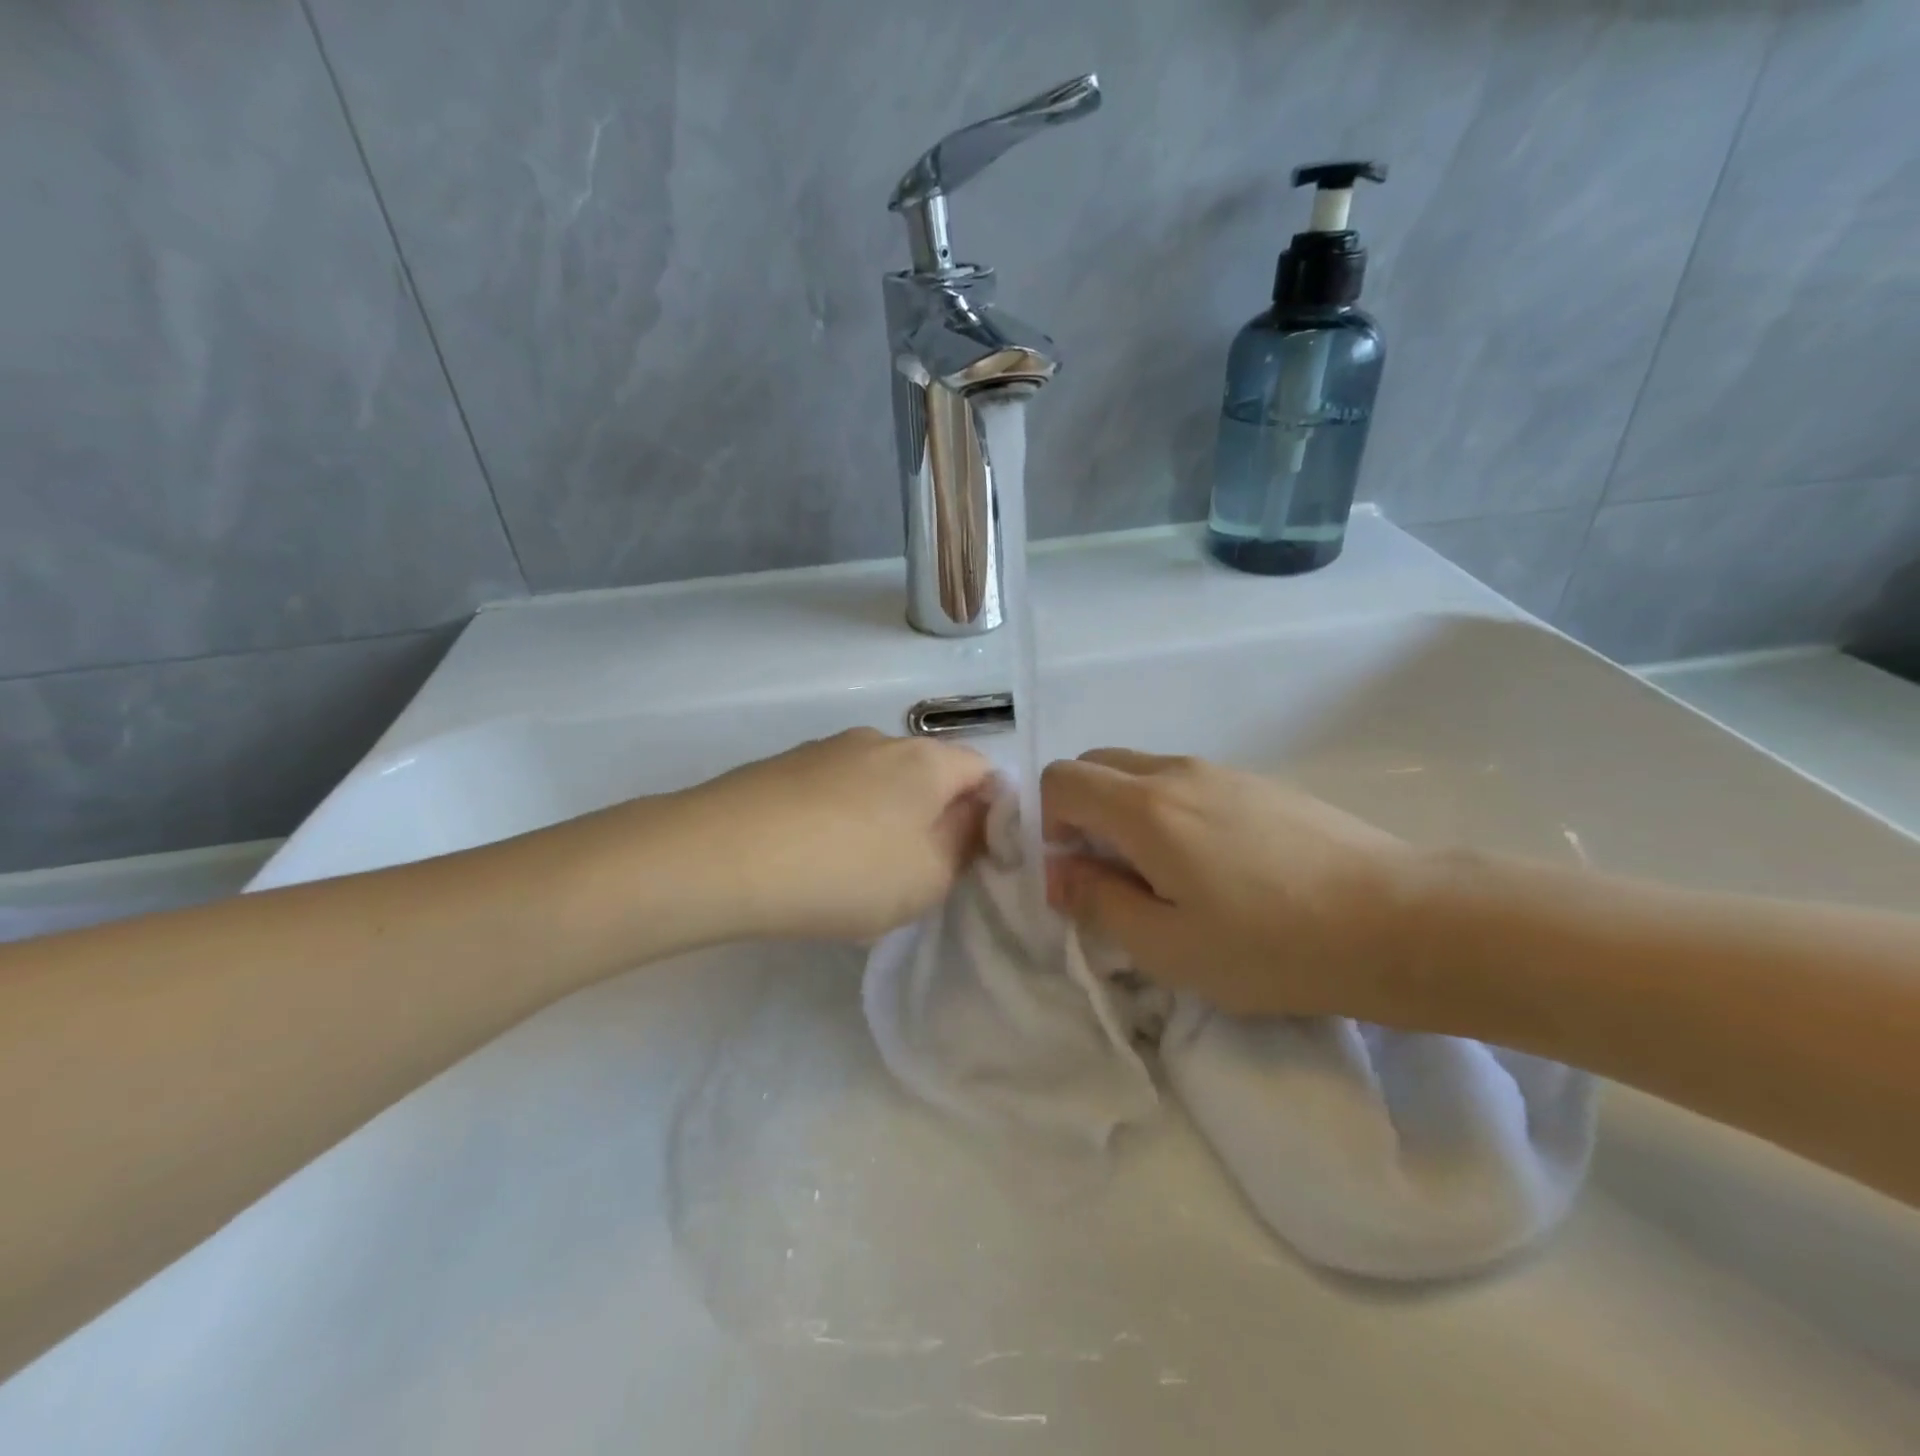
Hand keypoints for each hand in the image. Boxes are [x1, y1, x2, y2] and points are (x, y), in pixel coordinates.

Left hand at [678, 728, 993, 942]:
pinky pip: (833, 792)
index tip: (970, 858)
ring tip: (855, 874)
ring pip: (878, 785)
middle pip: (928, 776)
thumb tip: (974, 813)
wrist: (721, 856)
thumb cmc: (846, 871)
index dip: (989, 813)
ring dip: (883, 821)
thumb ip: (967, 842)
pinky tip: (812, 861)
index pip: (984, 770)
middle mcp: (880, 740)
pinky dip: (839, 821)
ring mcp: (827, 749)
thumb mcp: (929, 876)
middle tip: (915, 874)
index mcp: (927, 760)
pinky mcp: (784, 766)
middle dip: (933, 820)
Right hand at [1041, 749, 1415, 1018]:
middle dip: (1082, 811)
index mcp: (1144, 807)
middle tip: (1110, 873)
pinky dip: (1169, 811)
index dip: (1048, 823)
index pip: (1061, 780)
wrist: (1400, 921)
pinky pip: (1187, 782)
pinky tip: (1216, 867)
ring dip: (1127, 812)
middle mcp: (1177, 772)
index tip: (1075, 872)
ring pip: (1143, 772)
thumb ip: (1098, 902)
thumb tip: (1059, 874)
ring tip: (1167, 876)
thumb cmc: (1272, 945)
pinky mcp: (1260, 784)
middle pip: (1097, 764)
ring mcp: (1223, 772)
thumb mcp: (1167, 947)